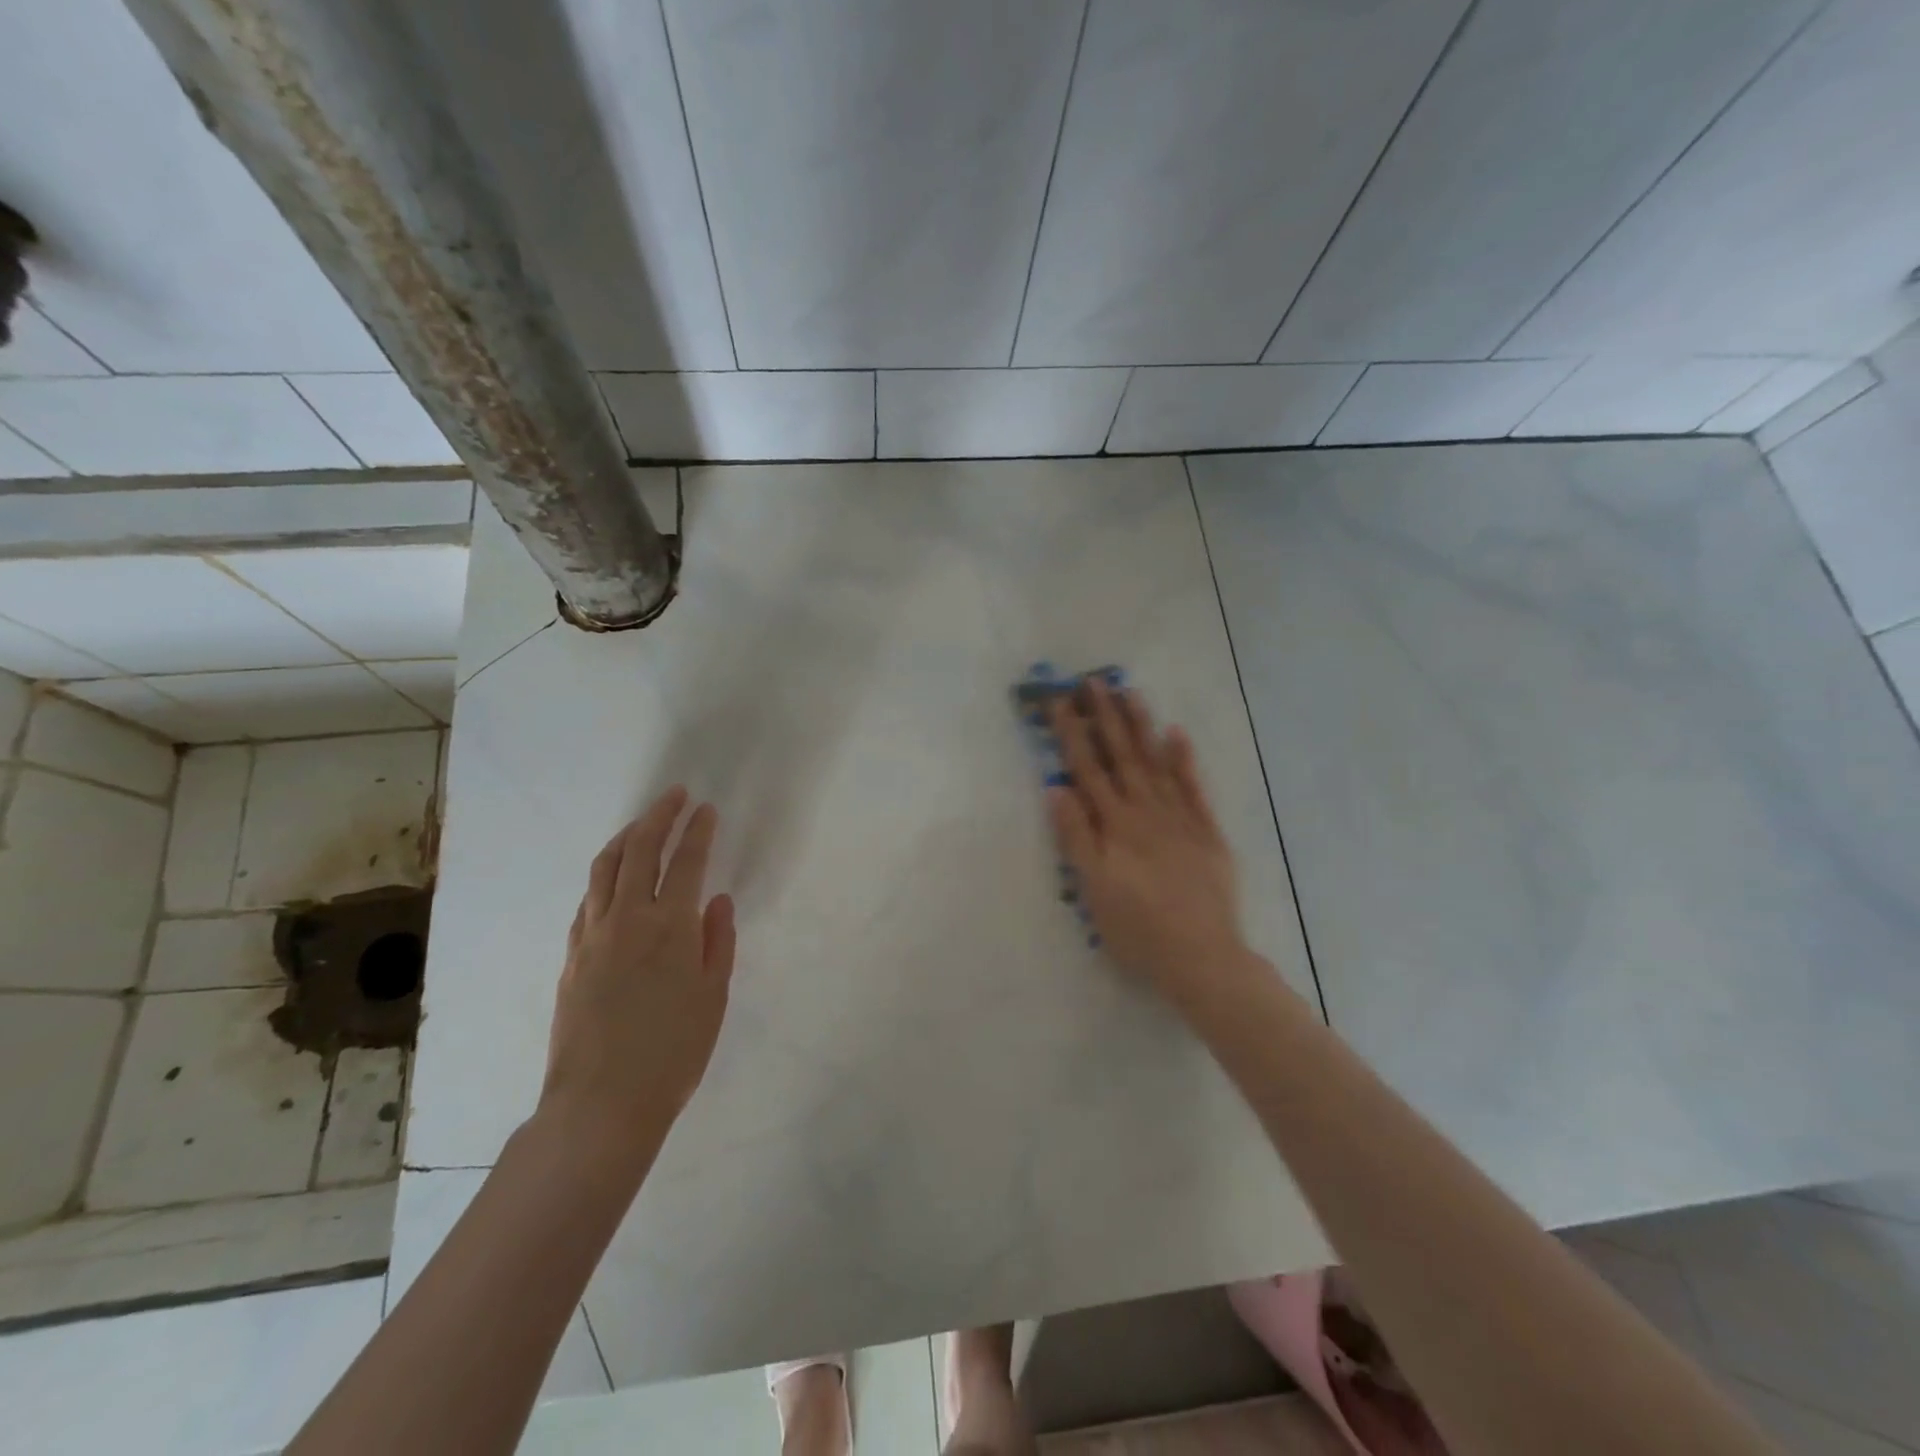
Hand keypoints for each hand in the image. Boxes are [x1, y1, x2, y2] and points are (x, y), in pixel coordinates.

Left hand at [537, 787, 735, 1175]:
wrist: (601, 1103)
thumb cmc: (673, 1052)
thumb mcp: (713, 997)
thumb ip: (718, 941)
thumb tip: (718, 900)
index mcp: (671, 927)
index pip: (687, 862)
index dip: (698, 831)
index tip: (706, 810)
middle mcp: (628, 918)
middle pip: (640, 850)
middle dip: (659, 816)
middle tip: (675, 797)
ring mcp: (593, 934)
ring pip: (605, 868)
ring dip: (625, 838)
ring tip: (642, 824)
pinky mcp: (571, 955)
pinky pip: (588, 899)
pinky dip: (604, 876)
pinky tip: (613, 878)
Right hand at [1047, 681, 1262, 1015]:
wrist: (1203, 957)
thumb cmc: (1138, 929)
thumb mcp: (1093, 890)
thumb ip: (1076, 837)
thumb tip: (1057, 789)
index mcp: (1115, 825)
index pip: (1087, 769)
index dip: (1072, 734)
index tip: (1060, 702)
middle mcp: (1146, 811)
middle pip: (1122, 756)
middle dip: (1105, 717)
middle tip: (1093, 681)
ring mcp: (1181, 818)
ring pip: (1157, 762)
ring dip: (1142, 726)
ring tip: (1130, 692)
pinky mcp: (1208, 832)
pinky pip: (1195, 787)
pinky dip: (1185, 759)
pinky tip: (1177, 734)